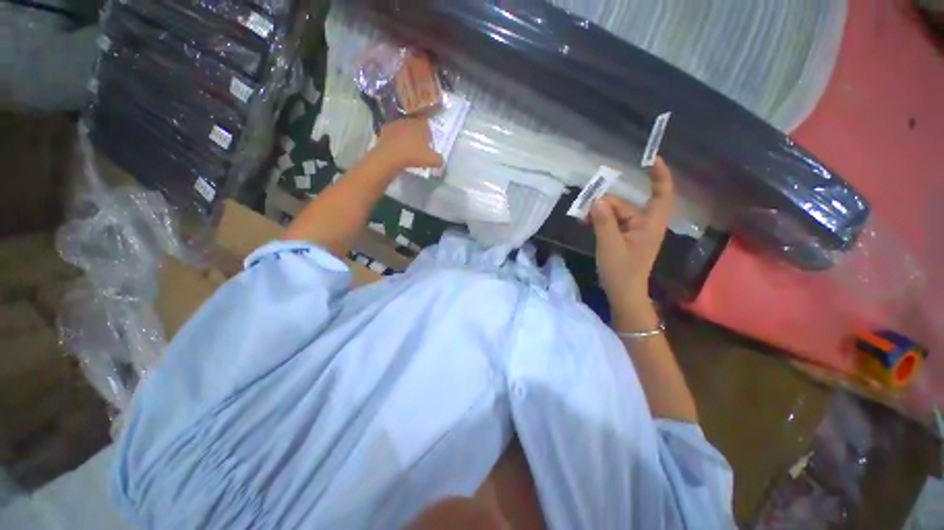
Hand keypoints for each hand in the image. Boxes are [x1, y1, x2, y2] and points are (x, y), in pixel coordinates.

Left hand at [372, 118, 443, 171]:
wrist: (390, 156)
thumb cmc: (413, 156)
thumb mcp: (432, 160)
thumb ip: (439, 159)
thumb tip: (441, 160)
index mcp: (421, 124)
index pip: (427, 124)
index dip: (428, 133)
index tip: (428, 143)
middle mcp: (408, 120)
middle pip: (415, 125)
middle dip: (417, 134)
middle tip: (419, 146)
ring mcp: (395, 123)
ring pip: (404, 128)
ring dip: (406, 136)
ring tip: (407, 148)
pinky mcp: (385, 129)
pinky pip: (393, 134)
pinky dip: (395, 140)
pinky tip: (397, 149)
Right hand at [589, 157, 673, 312]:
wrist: (623, 294)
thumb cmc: (621, 271)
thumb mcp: (610, 245)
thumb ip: (604, 221)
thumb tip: (596, 201)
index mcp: (650, 224)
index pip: (662, 195)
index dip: (659, 176)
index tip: (650, 160)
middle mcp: (644, 225)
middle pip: (626, 204)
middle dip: (605, 204)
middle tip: (583, 210)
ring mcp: (634, 232)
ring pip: (616, 214)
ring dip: (599, 214)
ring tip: (581, 219)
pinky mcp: (624, 238)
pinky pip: (612, 223)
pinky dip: (600, 222)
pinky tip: (586, 223)